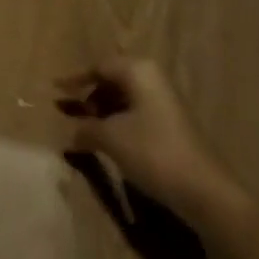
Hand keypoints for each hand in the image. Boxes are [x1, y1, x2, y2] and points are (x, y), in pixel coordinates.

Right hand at [56, 56, 242, 224]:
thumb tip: (69, 131)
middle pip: (111, 81)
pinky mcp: (170, 126)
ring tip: (82, 130)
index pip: (98, 67)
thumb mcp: (110, 137)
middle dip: (87, 97)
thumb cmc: (153, 152)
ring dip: (101, 113)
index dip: (74, 80)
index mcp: (138, 71)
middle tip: (66, 112)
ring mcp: (164, 103)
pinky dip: (116, 124)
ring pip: (123, 100)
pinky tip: (105, 143)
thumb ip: (85, 128)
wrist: (205, 192)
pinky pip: (134, 115)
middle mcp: (152, 79)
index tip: (53, 90)